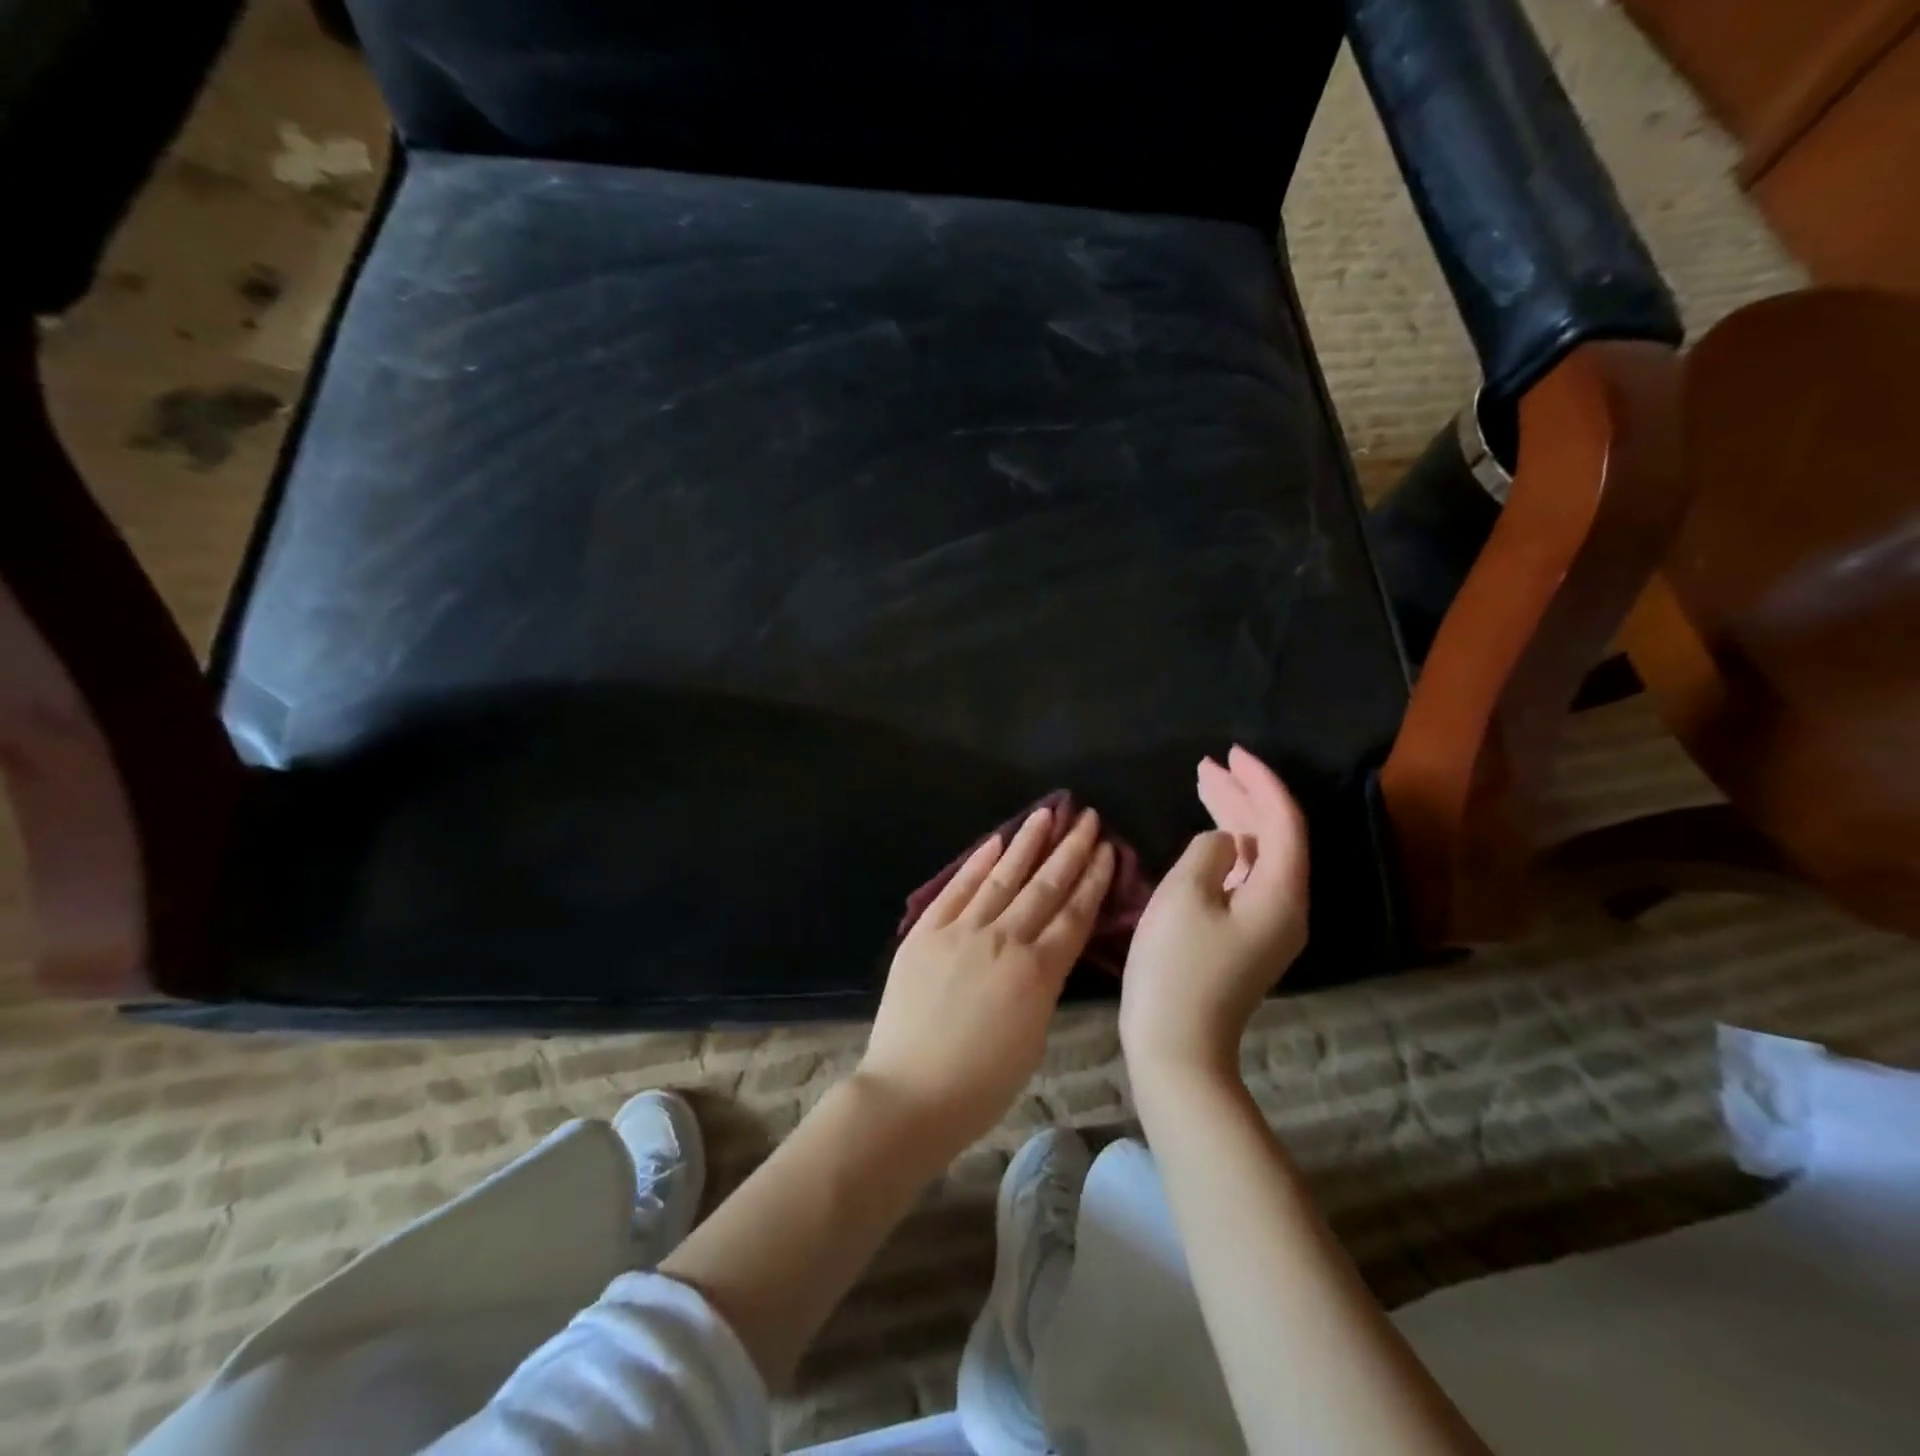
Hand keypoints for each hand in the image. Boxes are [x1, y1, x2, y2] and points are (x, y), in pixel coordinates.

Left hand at [860, 805, 1115, 1154]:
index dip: (1093, 879)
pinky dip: (976, 864)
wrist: (910, 1093)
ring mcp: (961, 932)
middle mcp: (1004, 941)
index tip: (1107, 849)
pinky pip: (956, 890)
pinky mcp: (925, 933)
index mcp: (1038, 973)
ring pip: (1002, 877)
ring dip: (1026, 843)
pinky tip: (994, 842)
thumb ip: (1042, 987)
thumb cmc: (980, 1085)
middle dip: (1069, 849)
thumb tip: (1045, 954)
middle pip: (1044, 886)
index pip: (1074, 914)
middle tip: (1087, 818)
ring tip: (1046, 813)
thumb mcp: (1033, 1039)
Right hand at [1120, 746, 1308, 1083]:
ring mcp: (1269, 925)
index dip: (1259, 781)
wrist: (1177, 1045)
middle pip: (1273, 835)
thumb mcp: (1185, 894)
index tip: (1230, 753)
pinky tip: (1207, 837)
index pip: (1282, 820)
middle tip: (1208, 765)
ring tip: (1203, 785)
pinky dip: (1227, 849)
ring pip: (1258, 856)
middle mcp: (1287, 905)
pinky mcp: (1248, 938)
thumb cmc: (1177, 966)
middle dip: (1243, 795)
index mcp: (1281, 892)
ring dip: (1234, 819)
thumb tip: (1222, 842)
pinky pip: (1246, 877)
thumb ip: (1208, 851)